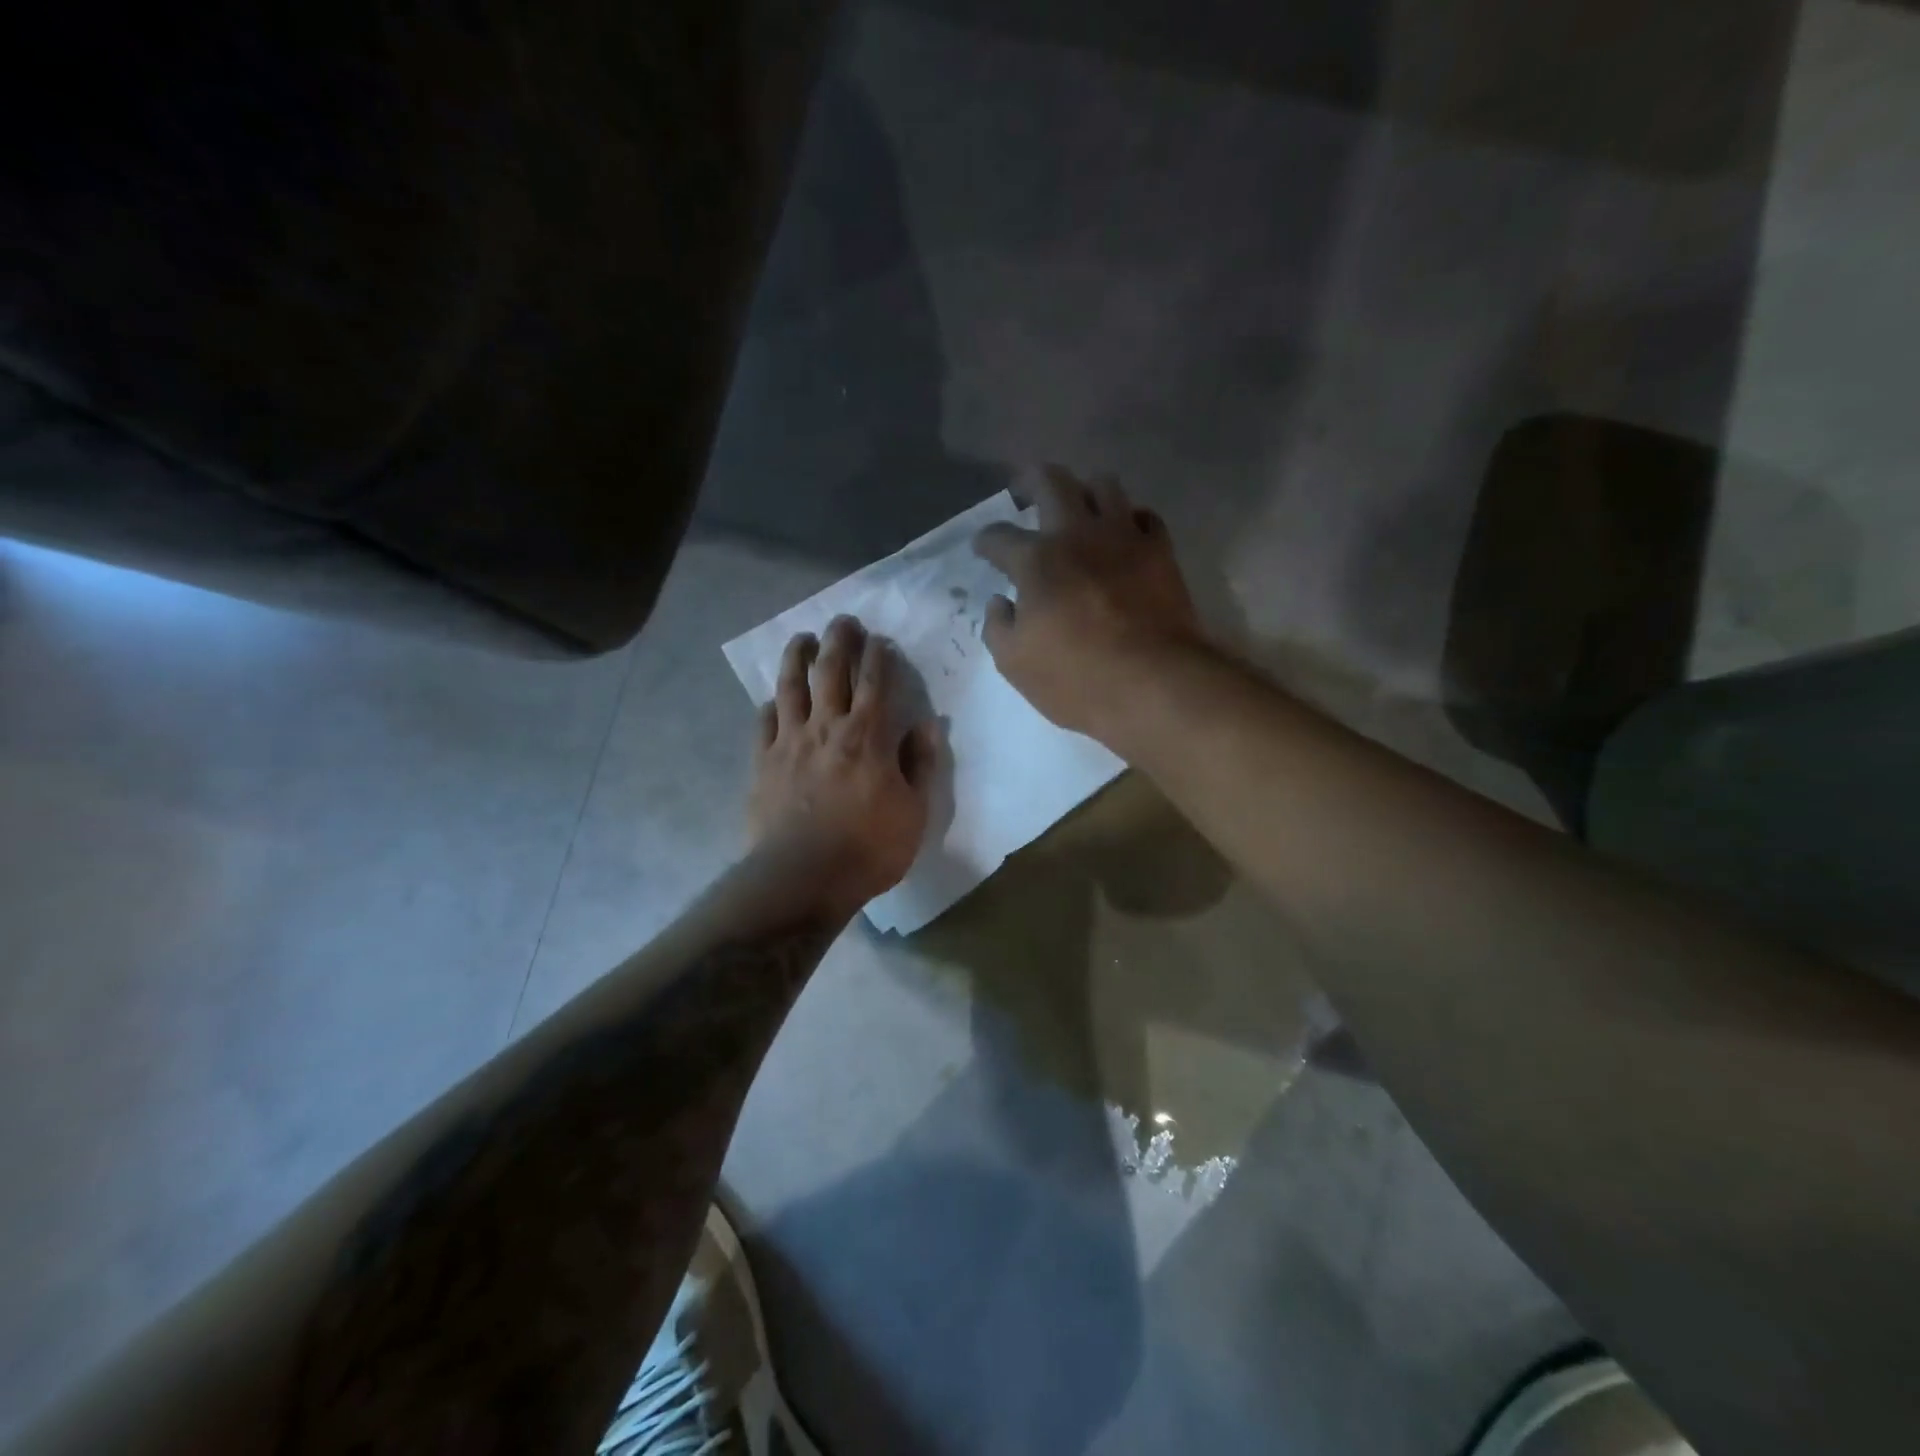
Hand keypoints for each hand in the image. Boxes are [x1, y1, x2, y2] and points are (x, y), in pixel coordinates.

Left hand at [749, 615, 936, 917]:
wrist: (802, 877)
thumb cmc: (869, 848)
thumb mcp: (915, 812)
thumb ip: (920, 764)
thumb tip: (926, 725)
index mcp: (868, 737)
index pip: (876, 683)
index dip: (879, 656)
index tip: (881, 639)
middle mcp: (827, 727)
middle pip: (831, 671)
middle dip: (839, 641)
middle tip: (844, 621)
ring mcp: (790, 742)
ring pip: (791, 687)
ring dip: (797, 658)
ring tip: (802, 639)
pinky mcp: (763, 762)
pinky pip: (764, 723)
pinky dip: (771, 706)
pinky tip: (773, 700)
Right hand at [974, 465, 1202, 741]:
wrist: (1155, 684)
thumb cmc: (1077, 679)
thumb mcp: (1015, 664)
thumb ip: (998, 627)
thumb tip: (999, 602)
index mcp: (1036, 561)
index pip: (999, 537)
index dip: (985, 540)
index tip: (982, 547)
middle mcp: (1077, 534)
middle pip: (1051, 481)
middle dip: (1030, 480)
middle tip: (1023, 491)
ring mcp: (1123, 537)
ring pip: (1103, 485)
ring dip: (1084, 490)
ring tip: (1077, 507)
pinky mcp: (1160, 551)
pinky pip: (1144, 516)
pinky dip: (1129, 518)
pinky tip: (1123, 533)